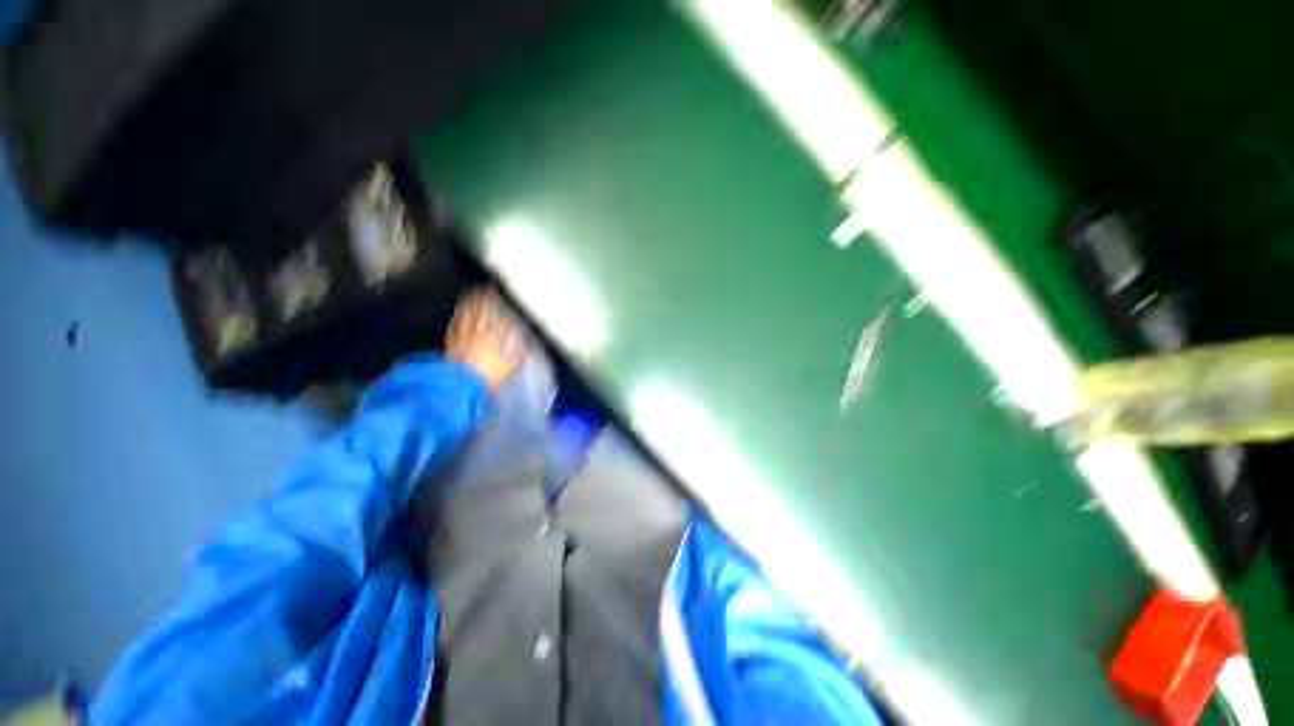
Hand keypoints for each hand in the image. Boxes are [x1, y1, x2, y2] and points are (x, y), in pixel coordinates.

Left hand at [445, 289, 528, 390]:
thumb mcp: (509, 368)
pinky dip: (456, 318)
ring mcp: (462, 337)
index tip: (508, 299)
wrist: (460, 386)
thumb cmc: (487, 377)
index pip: (502, 320)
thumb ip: (518, 355)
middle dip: (487, 300)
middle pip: (483, 313)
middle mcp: (477, 333)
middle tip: (488, 288)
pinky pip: (454, 326)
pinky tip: (456, 314)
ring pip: (466, 316)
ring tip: (471, 294)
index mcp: (494, 339)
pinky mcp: (450, 344)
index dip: (506, 309)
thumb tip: (527, 343)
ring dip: (469, 304)